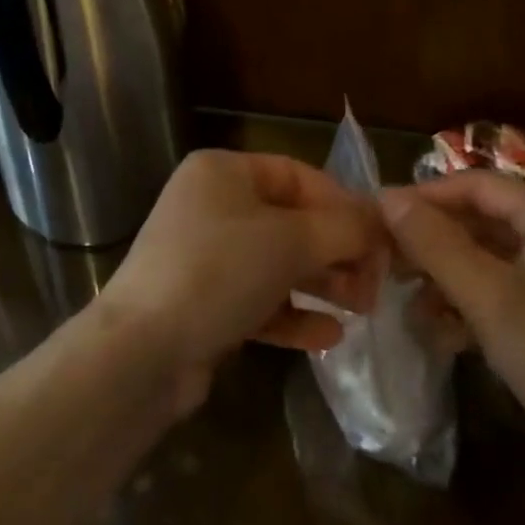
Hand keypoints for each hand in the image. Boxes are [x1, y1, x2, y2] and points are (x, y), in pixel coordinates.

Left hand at [99, 150, 383, 411]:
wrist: (143, 352)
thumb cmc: (219, 272)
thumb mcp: (290, 240)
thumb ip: (343, 228)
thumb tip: (381, 224)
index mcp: (224, 172)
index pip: (298, 175)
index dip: (342, 203)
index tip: (380, 237)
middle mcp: (212, 206)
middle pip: (290, 221)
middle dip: (336, 250)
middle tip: (375, 282)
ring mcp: (205, 257)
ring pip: (277, 263)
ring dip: (321, 283)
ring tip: (361, 308)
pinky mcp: (203, 304)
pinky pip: (259, 300)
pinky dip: (293, 314)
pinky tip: (329, 336)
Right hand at [379, 173, 524, 507]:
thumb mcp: (488, 301)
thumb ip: (435, 244)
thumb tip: (387, 196)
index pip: (478, 184)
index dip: (425, 196)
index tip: (380, 218)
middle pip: (489, 217)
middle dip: (438, 240)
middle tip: (391, 262)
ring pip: (502, 253)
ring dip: (457, 273)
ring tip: (415, 301)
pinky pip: (522, 282)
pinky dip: (485, 297)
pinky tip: (451, 329)